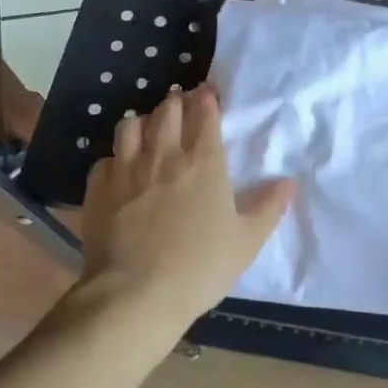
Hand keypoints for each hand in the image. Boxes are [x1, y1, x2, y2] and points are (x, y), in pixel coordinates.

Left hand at [76, 86, 294, 341]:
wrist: (135, 294)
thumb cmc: (199, 268)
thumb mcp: (247, 242)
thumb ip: (268, 208)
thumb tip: (288, 182)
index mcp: (204, 163)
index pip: (204, 114)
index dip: (207, 99)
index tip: (209, 93)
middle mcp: (164, 155)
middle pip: (167, 110)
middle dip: (177, 101)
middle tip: (182, 105)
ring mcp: (126, 169)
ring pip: (131, 124)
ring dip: (144, 121)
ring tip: (150, 130)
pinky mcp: (98, 188)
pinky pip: (106, 157)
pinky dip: (116, 156)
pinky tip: (121, 169)